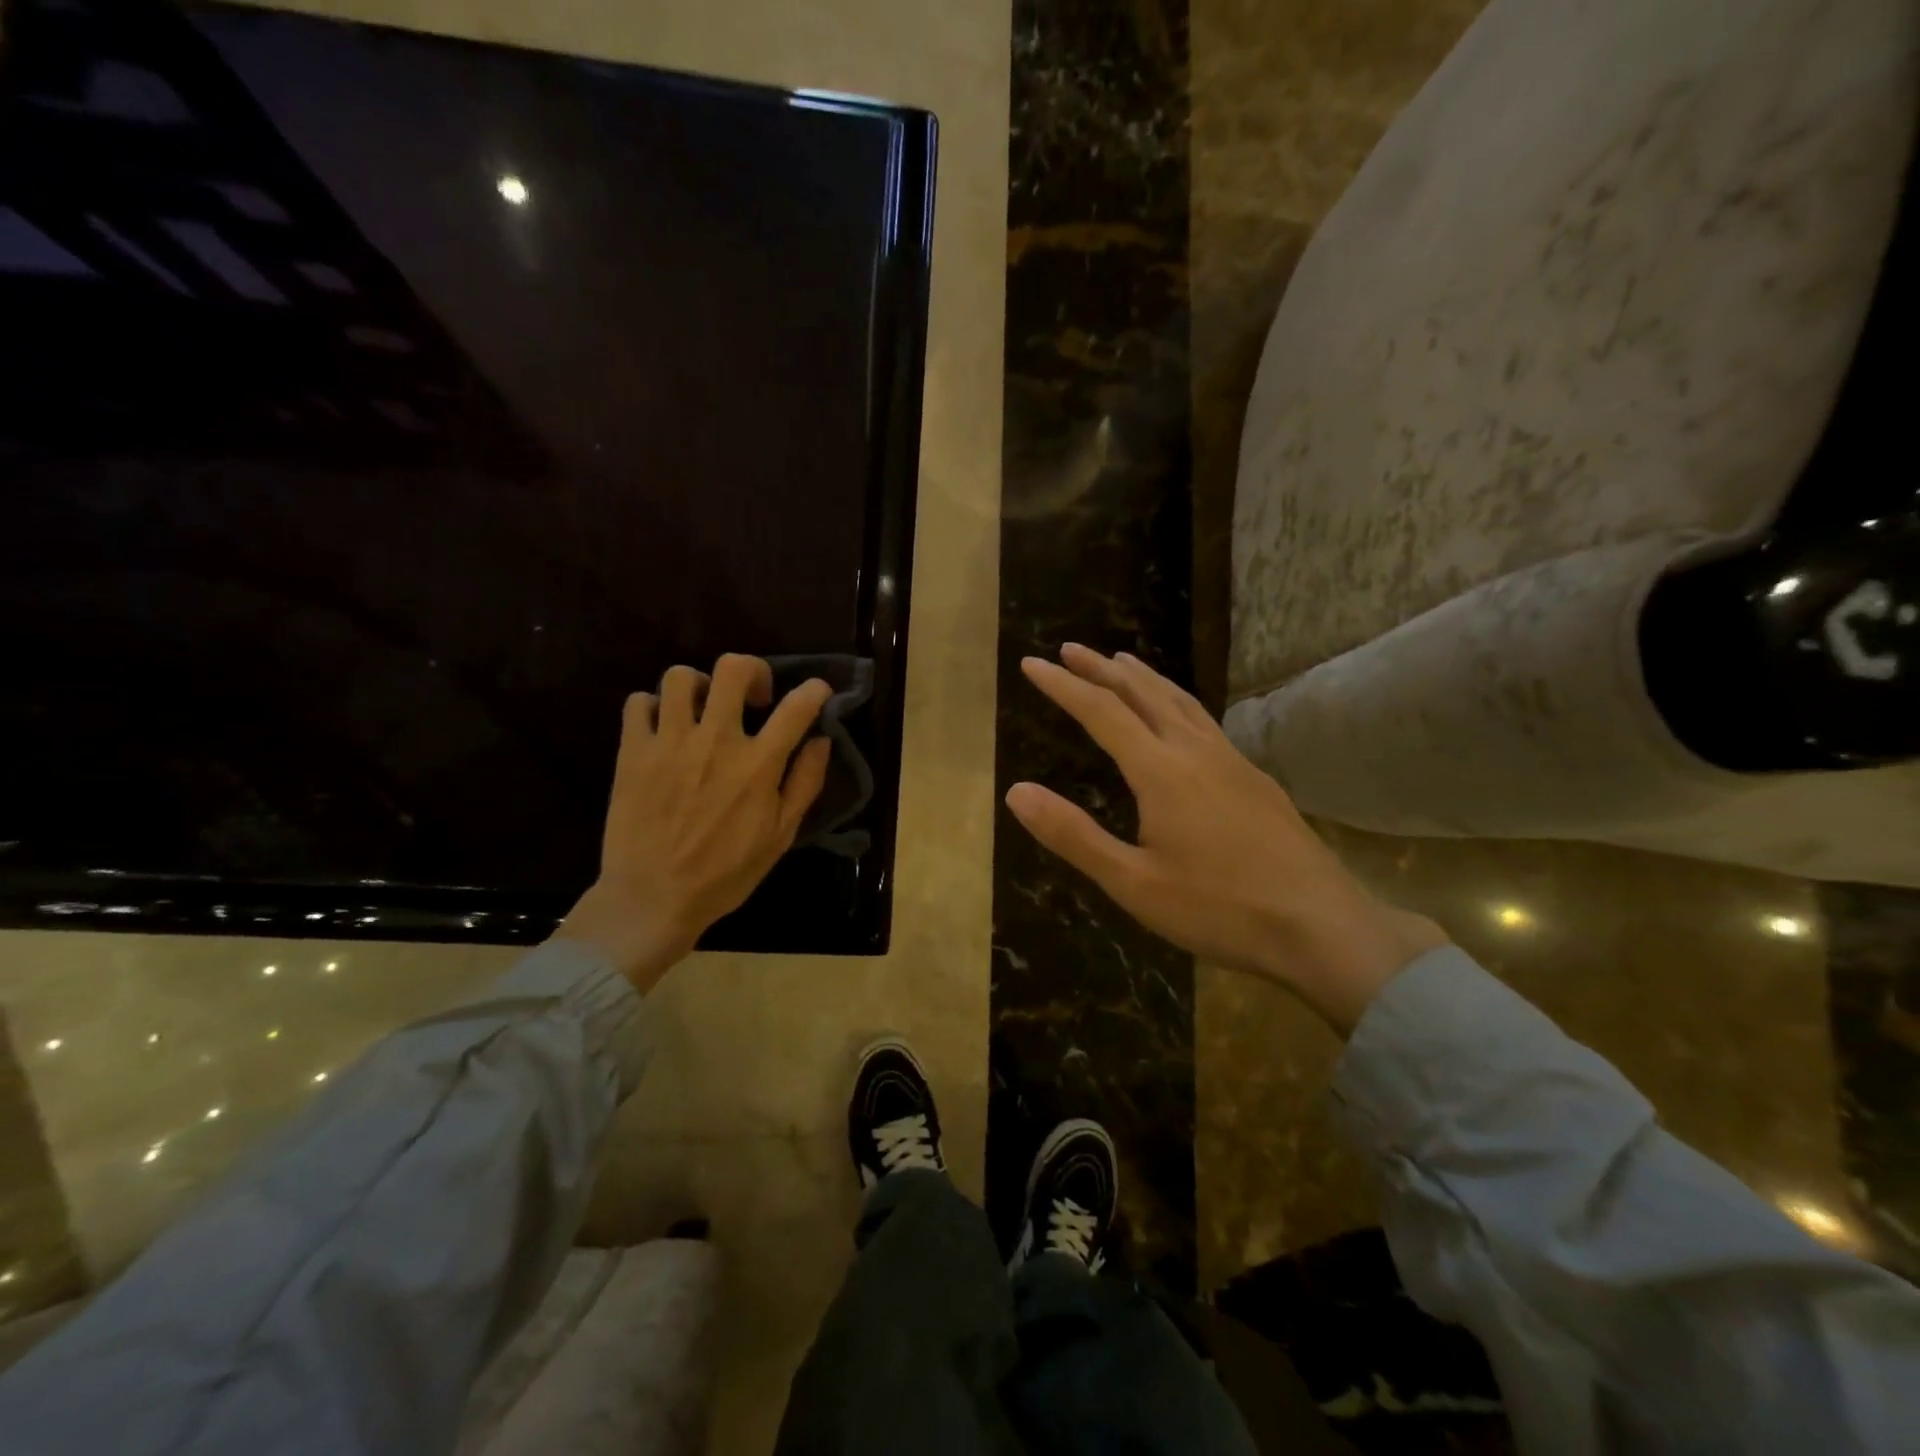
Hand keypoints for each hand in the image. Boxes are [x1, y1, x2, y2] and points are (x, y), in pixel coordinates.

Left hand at [557, 654, 833, 990]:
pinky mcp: (632, 752)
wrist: (652, 899)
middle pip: (733, 669)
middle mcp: (715, 741)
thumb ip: (805, 783)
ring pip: (680, 677)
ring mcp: (669, 743)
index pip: (797, 706)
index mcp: (758, 764)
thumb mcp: (781, 836)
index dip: (814, 690)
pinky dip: (653, 707)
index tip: (816, 693)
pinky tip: (663, 729)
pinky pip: (638, 702)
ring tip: (702, 712)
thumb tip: (820, 740)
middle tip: (752, 699)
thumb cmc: (725, 874)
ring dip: (699, 687)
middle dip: (751, 671)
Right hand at [1005, 644, 1446, 1033]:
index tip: (1032, 663)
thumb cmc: (1219, 909)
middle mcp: (1196, 752)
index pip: (1101, 712)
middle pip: (1143, 693)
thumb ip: (1073, 835)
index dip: (1063, 686)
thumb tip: (1016, 792)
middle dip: (1102, 668)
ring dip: (1144, 677)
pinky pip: (1204, 720)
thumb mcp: (1133, 882)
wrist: (1321, 926)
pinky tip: (1179, 716)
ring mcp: (1232, 761)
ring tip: (1122, 661)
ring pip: (1180, 701)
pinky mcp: (1255, 778)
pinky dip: (1176, 700)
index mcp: (1161, 771)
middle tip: (1071, 648)